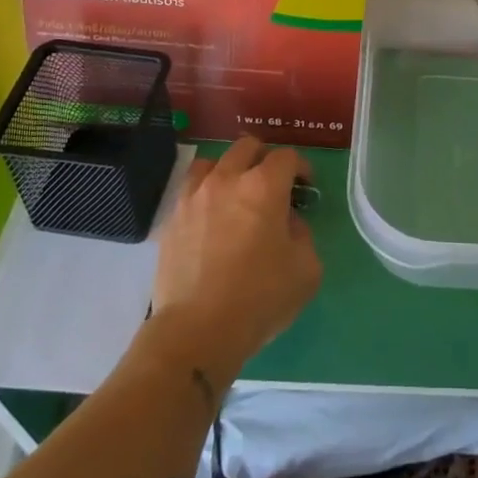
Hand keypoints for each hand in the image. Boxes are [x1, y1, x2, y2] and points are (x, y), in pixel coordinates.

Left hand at [151, 137, 322, 374]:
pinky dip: (204, 194)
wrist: (197, 331)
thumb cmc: (260, 298)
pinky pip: (190, 191)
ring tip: (235, 195)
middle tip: (272, 184)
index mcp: (264, 187)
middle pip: (246, 147)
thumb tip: (287, 224)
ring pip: (212, 162)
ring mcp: (194, 197)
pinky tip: (211, 218)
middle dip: (264, 159)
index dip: (300, 167)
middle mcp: (227, 180)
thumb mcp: (306, 269)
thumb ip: (302, 235)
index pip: (286, 157)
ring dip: (229, 171)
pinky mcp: (172, 220)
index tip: (304, 186)